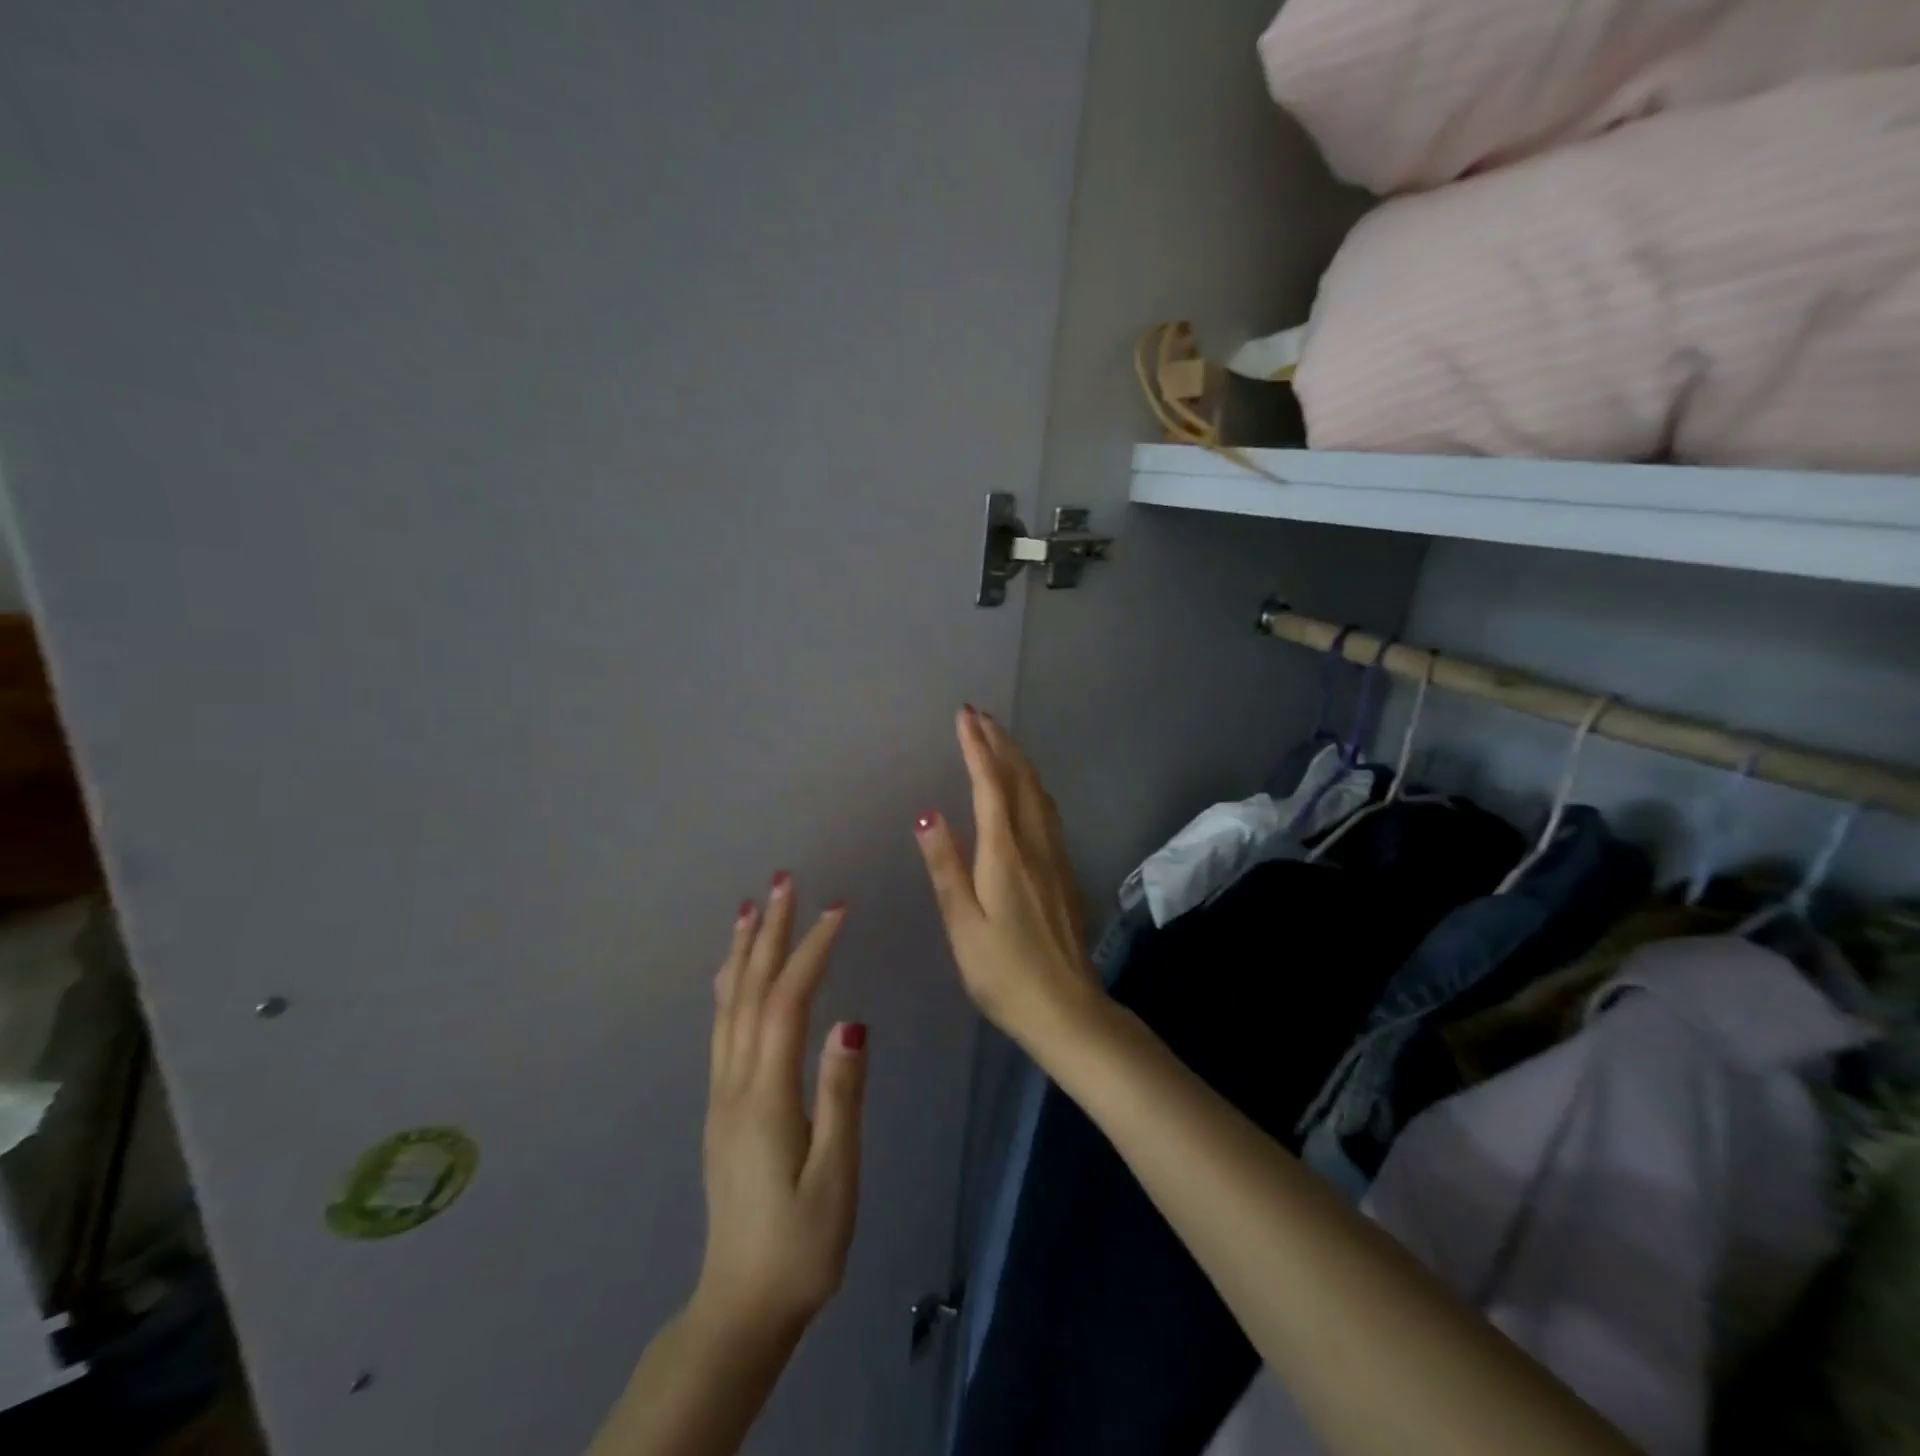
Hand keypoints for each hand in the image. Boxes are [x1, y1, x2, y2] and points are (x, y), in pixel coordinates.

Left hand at [694, 876, 865, 1340]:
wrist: (742, 1305)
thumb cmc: (802, 1245)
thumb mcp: (836, 1177)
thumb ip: (841, 1097)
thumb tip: (852, 1023)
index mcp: (767, 1096)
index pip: (787, 1003)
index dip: (811, 950)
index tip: (837, 909)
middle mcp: (736, 1083)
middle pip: (750, 991)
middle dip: (769, 932)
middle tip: (784, 881)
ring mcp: (722, 1093)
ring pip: (728, 1005)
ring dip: (743, 951)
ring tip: (752, 907)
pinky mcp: (722, 1106)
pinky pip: (721, 1028)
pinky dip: (728, 986)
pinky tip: (732, 971)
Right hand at [913, 707, 1100, 1047]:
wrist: (1068, 1009)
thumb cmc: (1004, 974)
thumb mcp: (963, 925)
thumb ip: (946, 867)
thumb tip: (927, 813)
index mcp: (1005, 855)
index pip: (989, 786)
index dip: (976, 747)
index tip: (964, 715)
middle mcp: (1035, 845)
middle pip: (1019, 780)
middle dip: (999, 743)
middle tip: (980, 715)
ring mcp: (1056, 857)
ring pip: (1038, 793)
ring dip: (1018, 760)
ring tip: (1000, 739)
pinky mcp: (1065, 872)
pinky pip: (1047, 811)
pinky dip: (1031, 786)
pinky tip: (1026, 790)